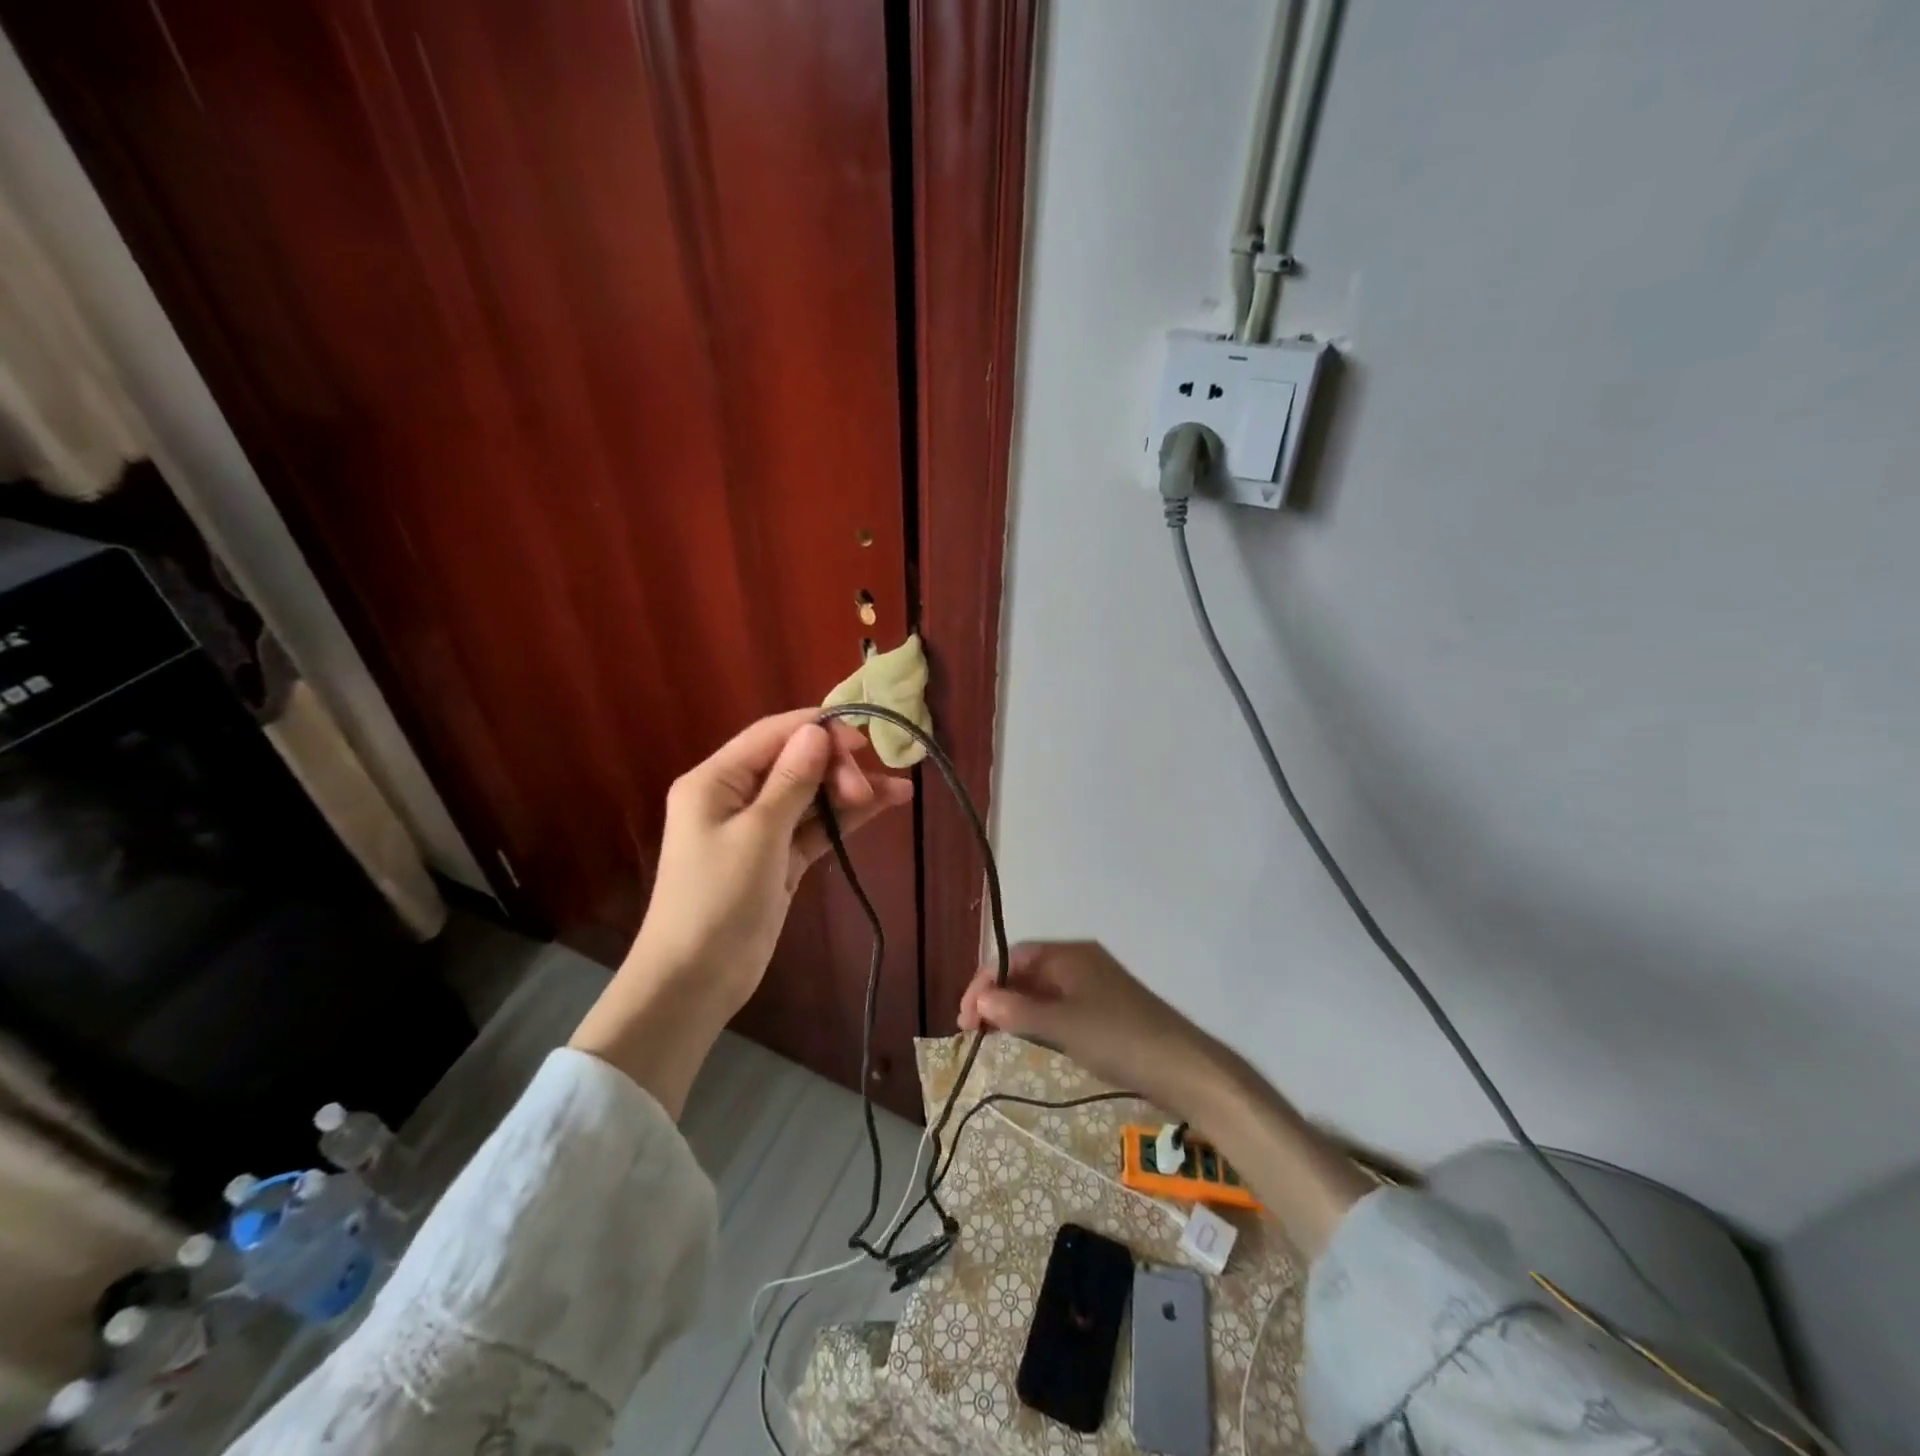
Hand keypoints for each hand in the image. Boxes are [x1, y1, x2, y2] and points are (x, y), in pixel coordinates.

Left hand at [631, 708, 912, 1012]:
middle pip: (795, 763)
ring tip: (900, 790)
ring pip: (810, 796)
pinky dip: (843, 820)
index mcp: (715, 780)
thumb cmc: (717, 901)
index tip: (863, 739)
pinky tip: (880, 808)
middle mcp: (735, 796)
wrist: (695, 982)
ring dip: (850, 792)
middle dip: (836, 769)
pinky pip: (813, 828)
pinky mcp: (777, 859)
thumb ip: (791, 780)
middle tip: (868, 791)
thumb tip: (817, 731)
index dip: (818, 730)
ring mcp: (758, 829)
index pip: (772, 735)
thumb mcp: (757, 835)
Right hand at [962, 943, 1374, 1254]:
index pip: (1013, 957)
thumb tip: (978, 1001)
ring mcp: (1094, 986)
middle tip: (972, 1032)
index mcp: (1070, 953)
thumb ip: (1016, 1012)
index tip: (965, 1018)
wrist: (1183, 1067)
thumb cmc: (1118, 1038)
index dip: (984, 983)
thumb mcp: (1062, 1025)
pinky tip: (1028, 1040)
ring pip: (1041, 991)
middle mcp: (1080, 961)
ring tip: (991, 1037)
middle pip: (1025, 972)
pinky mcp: (1104, 1010)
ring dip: (1014, 1010)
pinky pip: (1059, 1007)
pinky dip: (1037, 1020)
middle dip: (996, 997)